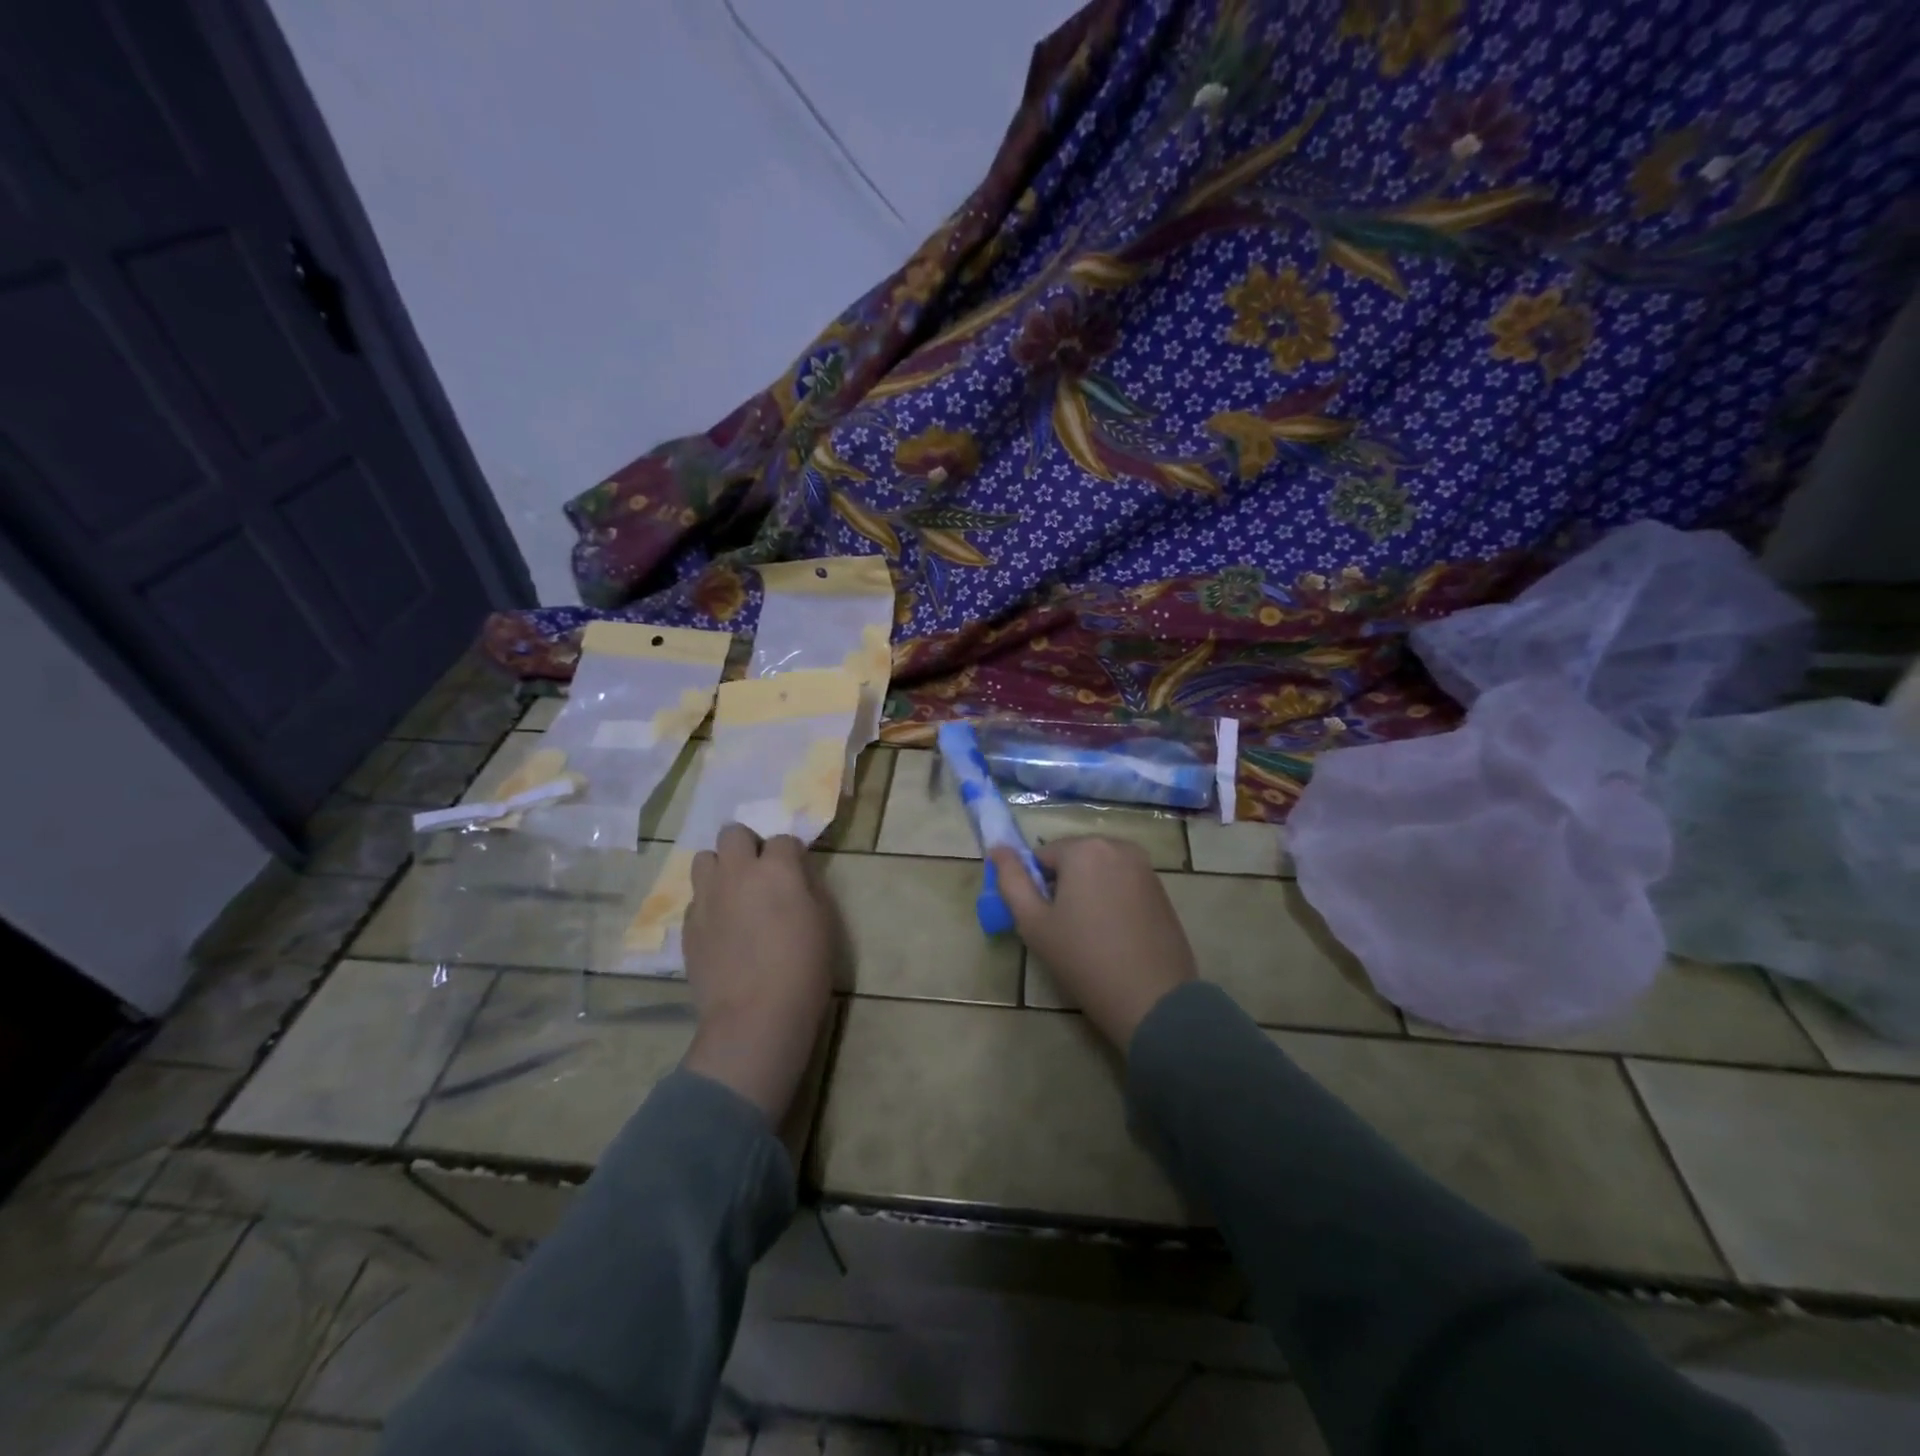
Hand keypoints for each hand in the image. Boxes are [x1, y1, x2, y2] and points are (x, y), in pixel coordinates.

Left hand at [681, 824, 833, 1122]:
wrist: (755, 1016)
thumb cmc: (803, 968)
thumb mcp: (823, 921)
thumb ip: (807, 887)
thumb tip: (794, 875)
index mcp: (777, 868)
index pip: (782, 839)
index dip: (790, 855)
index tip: (796, 873)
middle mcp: (737, 872)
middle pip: (732, 833)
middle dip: (747, 846)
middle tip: (760, 873)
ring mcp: (707, 897)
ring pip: (703, 858)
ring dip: (721, 868)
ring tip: (734, 893)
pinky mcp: (688, 924)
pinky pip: (696, 897)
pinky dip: (709, 902)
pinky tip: (722, 926)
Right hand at [989, 836, 1195, 1050]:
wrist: (1153, 1000)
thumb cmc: (1084, 959)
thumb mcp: (1034, 923)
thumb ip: (1011, 881)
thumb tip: (997, 850)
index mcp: (1085, 848)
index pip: (1042, 856)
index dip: (1036, 888)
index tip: (1042, 921)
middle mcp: (1118, 847)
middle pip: (1073, 860)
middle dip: (1063, 887)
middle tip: (1062, 930)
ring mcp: (1145, 867)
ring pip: (1098, 872)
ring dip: (1087, 893)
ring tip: (1088, 935)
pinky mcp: (1162, 890)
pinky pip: (1122, 884)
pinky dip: (1111, 901)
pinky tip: (1113, 936)